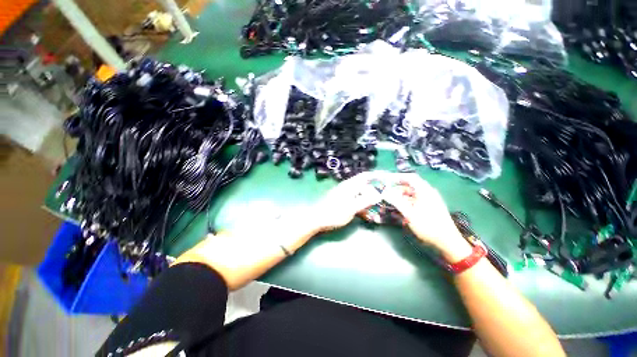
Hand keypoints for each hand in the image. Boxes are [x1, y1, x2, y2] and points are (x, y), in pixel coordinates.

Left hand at [311, 171, 382, 232]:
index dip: (377, 175)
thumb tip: (378, 194)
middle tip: (385, 198)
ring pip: (361, 194)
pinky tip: (366, 214)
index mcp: (350, 186)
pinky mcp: (342, 201)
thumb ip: (365, 200)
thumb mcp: (351, 208)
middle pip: (364, 185)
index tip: (387, 178)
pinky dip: (362, 205)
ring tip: (377, 208)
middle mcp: (348, 187)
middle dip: (375, 191)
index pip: (365, 176)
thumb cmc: (333, 213)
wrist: (317, 219)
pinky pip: (356, 201)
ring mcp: (344, 194)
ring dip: (369, 200)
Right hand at [382, 173, 468, 257]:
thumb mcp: (409, 213)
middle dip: (397, 190)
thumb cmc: (428, 226)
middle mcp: (428, 193)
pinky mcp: (431, 207)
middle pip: (410, 187)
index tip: (388, 182)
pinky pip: (416, 201)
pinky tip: (401, 211)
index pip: (411, 178)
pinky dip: (407, 204)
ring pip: (412, 195)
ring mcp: (430, 200)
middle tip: (387, 196)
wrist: (447, 241)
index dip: (398, 178)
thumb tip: (385, 193)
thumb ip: (396, 201)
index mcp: (425, 191)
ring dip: (401, 198)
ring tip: (392, 205)